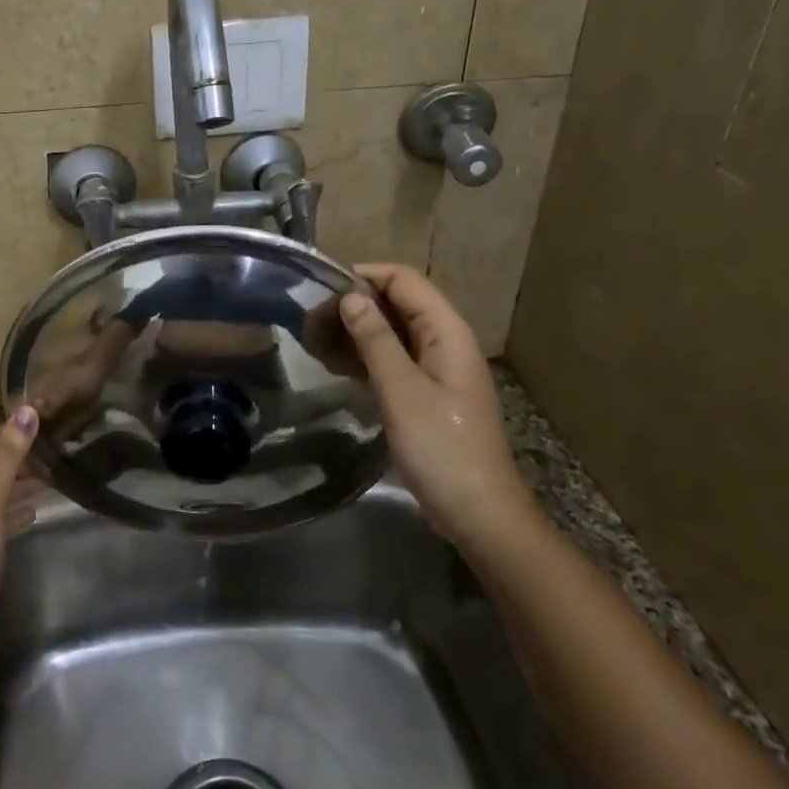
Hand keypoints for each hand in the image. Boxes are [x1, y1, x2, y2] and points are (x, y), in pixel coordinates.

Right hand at [337, 263, 533, 547]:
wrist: (478, 513)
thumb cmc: (441, 449)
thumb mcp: (402, 391)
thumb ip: (376, 339)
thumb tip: (351, 296)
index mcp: (447, 332)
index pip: (404, 280)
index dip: (364, 276)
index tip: (321, 290)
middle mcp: (444, 341)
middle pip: (397, 303)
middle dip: (355, 305)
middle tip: (311, 323)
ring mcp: (436, 368)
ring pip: (392, 332)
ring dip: (356, 331)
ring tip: (315, 342)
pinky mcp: (426, 392)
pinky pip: (393, 359)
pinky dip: (365, 357)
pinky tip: (335, 366)